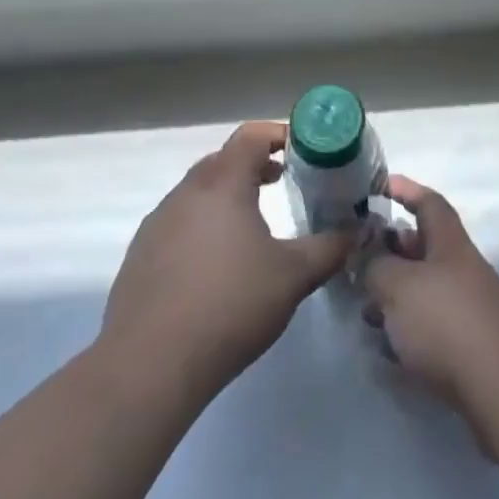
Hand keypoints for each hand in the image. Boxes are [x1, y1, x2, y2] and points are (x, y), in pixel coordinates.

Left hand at [99, 122, 354, 402]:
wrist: (151, 362)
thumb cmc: (231, 305)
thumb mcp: (293, 276)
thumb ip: (329, 248)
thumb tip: (357, 231)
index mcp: (222, 185)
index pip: (250, 137)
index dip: (278, 135)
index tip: (302, 150)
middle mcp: (186, 193)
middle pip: (222, 161)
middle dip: (253, 165)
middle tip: (283, 182)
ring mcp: (157, 223)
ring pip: (198, 193)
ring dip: (226, 197)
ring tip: (252, 226)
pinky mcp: (141, 254)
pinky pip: (178, 223)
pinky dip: (202, 226)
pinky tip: (216, 266)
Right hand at [361, 176, 498, 427]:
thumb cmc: (446, 324)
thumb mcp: (397, 285)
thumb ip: (374, 264)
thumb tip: (366, 254)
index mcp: (450, 244)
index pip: (428, 203)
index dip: (404, 190)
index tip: (378, 186)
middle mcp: (463, 269)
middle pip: (423, 248)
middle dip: (389, 251)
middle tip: (358, 261)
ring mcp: (469, 308)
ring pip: (423, 288)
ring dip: (394, 294)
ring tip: (366, 311)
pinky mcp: (470, 345)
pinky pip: (431, 324)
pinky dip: (407, 328)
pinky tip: (387, 348)